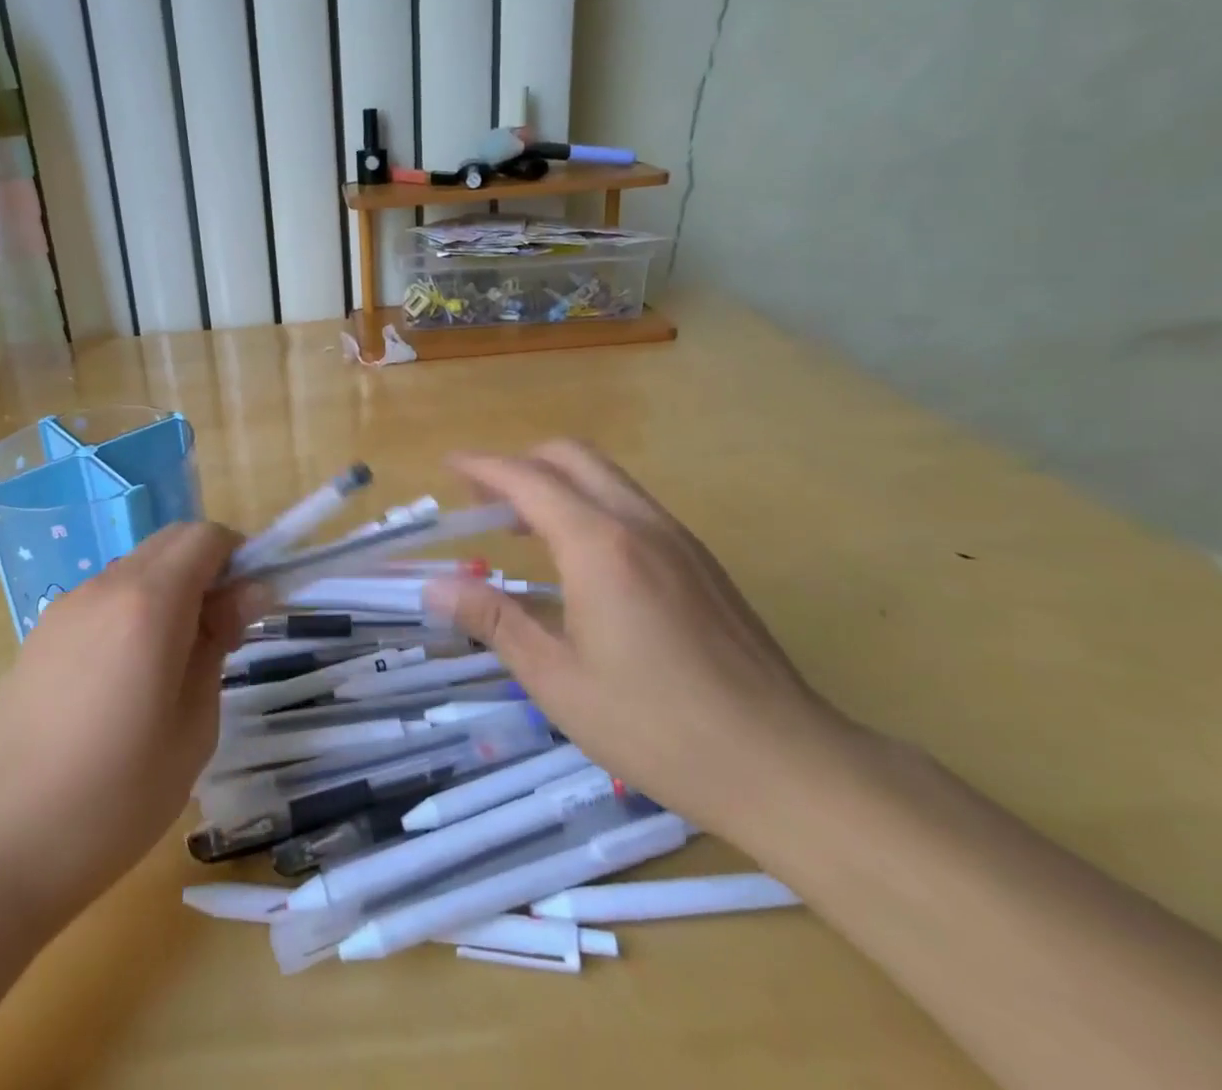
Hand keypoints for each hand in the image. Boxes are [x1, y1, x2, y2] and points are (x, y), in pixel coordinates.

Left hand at [0, 522, 251, 932]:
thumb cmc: (115, 798)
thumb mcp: (194, 725)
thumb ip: (219, 643)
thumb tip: (248, 592)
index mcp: (148, 603)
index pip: (205, 537)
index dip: (239, 557)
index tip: (251, 606)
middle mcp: (104, 588)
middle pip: (170, 542)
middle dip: (207, 568)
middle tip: (222, 632)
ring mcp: (65, 609)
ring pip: (135, 569)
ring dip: (169, 590)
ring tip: (173, 663)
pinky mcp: (39, 636)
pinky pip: (102, 599)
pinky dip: (132, 611)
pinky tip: (125, 680)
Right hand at [421, 441, 849, 841]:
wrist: (785, 763)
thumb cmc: (657, 727)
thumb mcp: (558, 680)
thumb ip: (494, 621)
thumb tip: (436, 587)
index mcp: (599, 545)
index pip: (527, 480)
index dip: (482, 466)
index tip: (449, 465)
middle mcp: (640, 523)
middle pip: (571, 457)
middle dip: (520, 464)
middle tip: (484, 499)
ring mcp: (678, 538)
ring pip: (606, 477)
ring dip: (557, 483)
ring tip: (522, 528)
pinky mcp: (701, 560)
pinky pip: (633, 505)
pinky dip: (591, 505)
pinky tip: (581, 560)